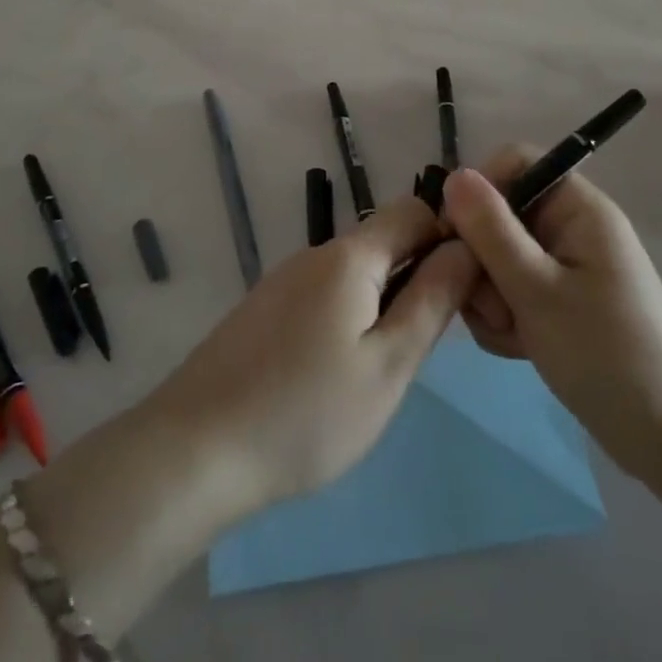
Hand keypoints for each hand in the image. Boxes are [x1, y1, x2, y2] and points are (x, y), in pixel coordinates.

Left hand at [148, 196, 478, 511]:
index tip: (462, 292)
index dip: (446, 238)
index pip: (413, 210)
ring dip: (382, 302)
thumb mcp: (388, 365)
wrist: (195, 451)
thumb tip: (466, 246)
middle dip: (416, 276)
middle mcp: (315, 254)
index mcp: (349, 256)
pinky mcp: (264, 309)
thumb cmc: (306, 413)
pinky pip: (323, 294)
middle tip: (425, 344)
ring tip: (383, 367)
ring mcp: (284, 280)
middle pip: (383, 241)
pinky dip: (347, 317)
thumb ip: (432, 300)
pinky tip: (337, 373)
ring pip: (354, 272)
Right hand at [443, 149, 661, 475]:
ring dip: (490, 295)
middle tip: (490, 306)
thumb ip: (491, 231)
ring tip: (511, 334)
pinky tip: (517, 348)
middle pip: (499, 214)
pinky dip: (505, 316)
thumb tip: (453, 176)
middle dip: (482, 260)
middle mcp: (570, 228)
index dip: (479, 189)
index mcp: (577, 208)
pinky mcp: (558, 300)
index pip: (515, 164)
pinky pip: (511, 288)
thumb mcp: (537, 290)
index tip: (455, 235)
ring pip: (498, 256)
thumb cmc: (604, 354)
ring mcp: (564, 266)